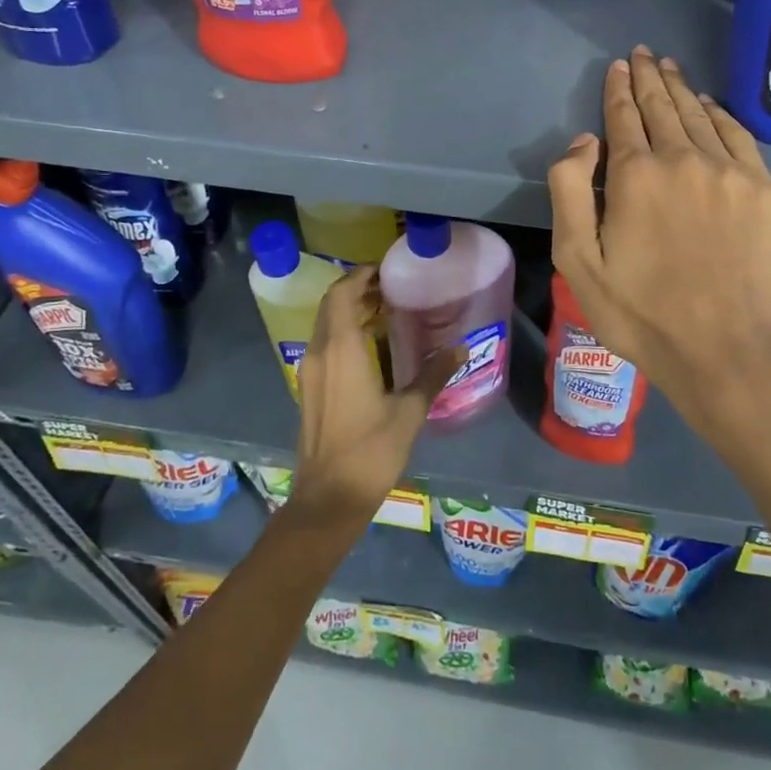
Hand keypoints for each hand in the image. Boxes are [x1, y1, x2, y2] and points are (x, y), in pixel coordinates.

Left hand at [288, 266, 462, 527]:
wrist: (328, 499)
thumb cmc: (370, 451)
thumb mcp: (410, 412)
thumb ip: (434, 374)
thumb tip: (461, 347)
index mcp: (341, 350)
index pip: (341, 293)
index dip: (359, 275)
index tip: (385, 269)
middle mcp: (320, 353)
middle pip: (331, 305)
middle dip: (357, 290)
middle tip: (392, 288)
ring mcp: (310, 372)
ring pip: (325, 325)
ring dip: (350, 311)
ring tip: (386, 312)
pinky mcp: (309, 389)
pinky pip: (325, 345)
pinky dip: (344, 333)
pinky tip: (372, 347)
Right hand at [548, 47, 770, 448]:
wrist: (722, 348)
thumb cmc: (639, 311)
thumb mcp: (577, 260)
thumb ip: (569, 190)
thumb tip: (586, 140)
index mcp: (635, 175)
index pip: (623, 117)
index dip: (618, 89)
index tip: (618, 66)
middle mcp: (683, 159)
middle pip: (662, 107)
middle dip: (649, 77)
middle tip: (643, 54)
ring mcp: (728, 172)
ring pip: (699, 115)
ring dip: (680, 89)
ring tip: (669, 68)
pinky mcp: (762, 189)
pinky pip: (738, 136)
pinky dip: (720, 114)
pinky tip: (709, 104)